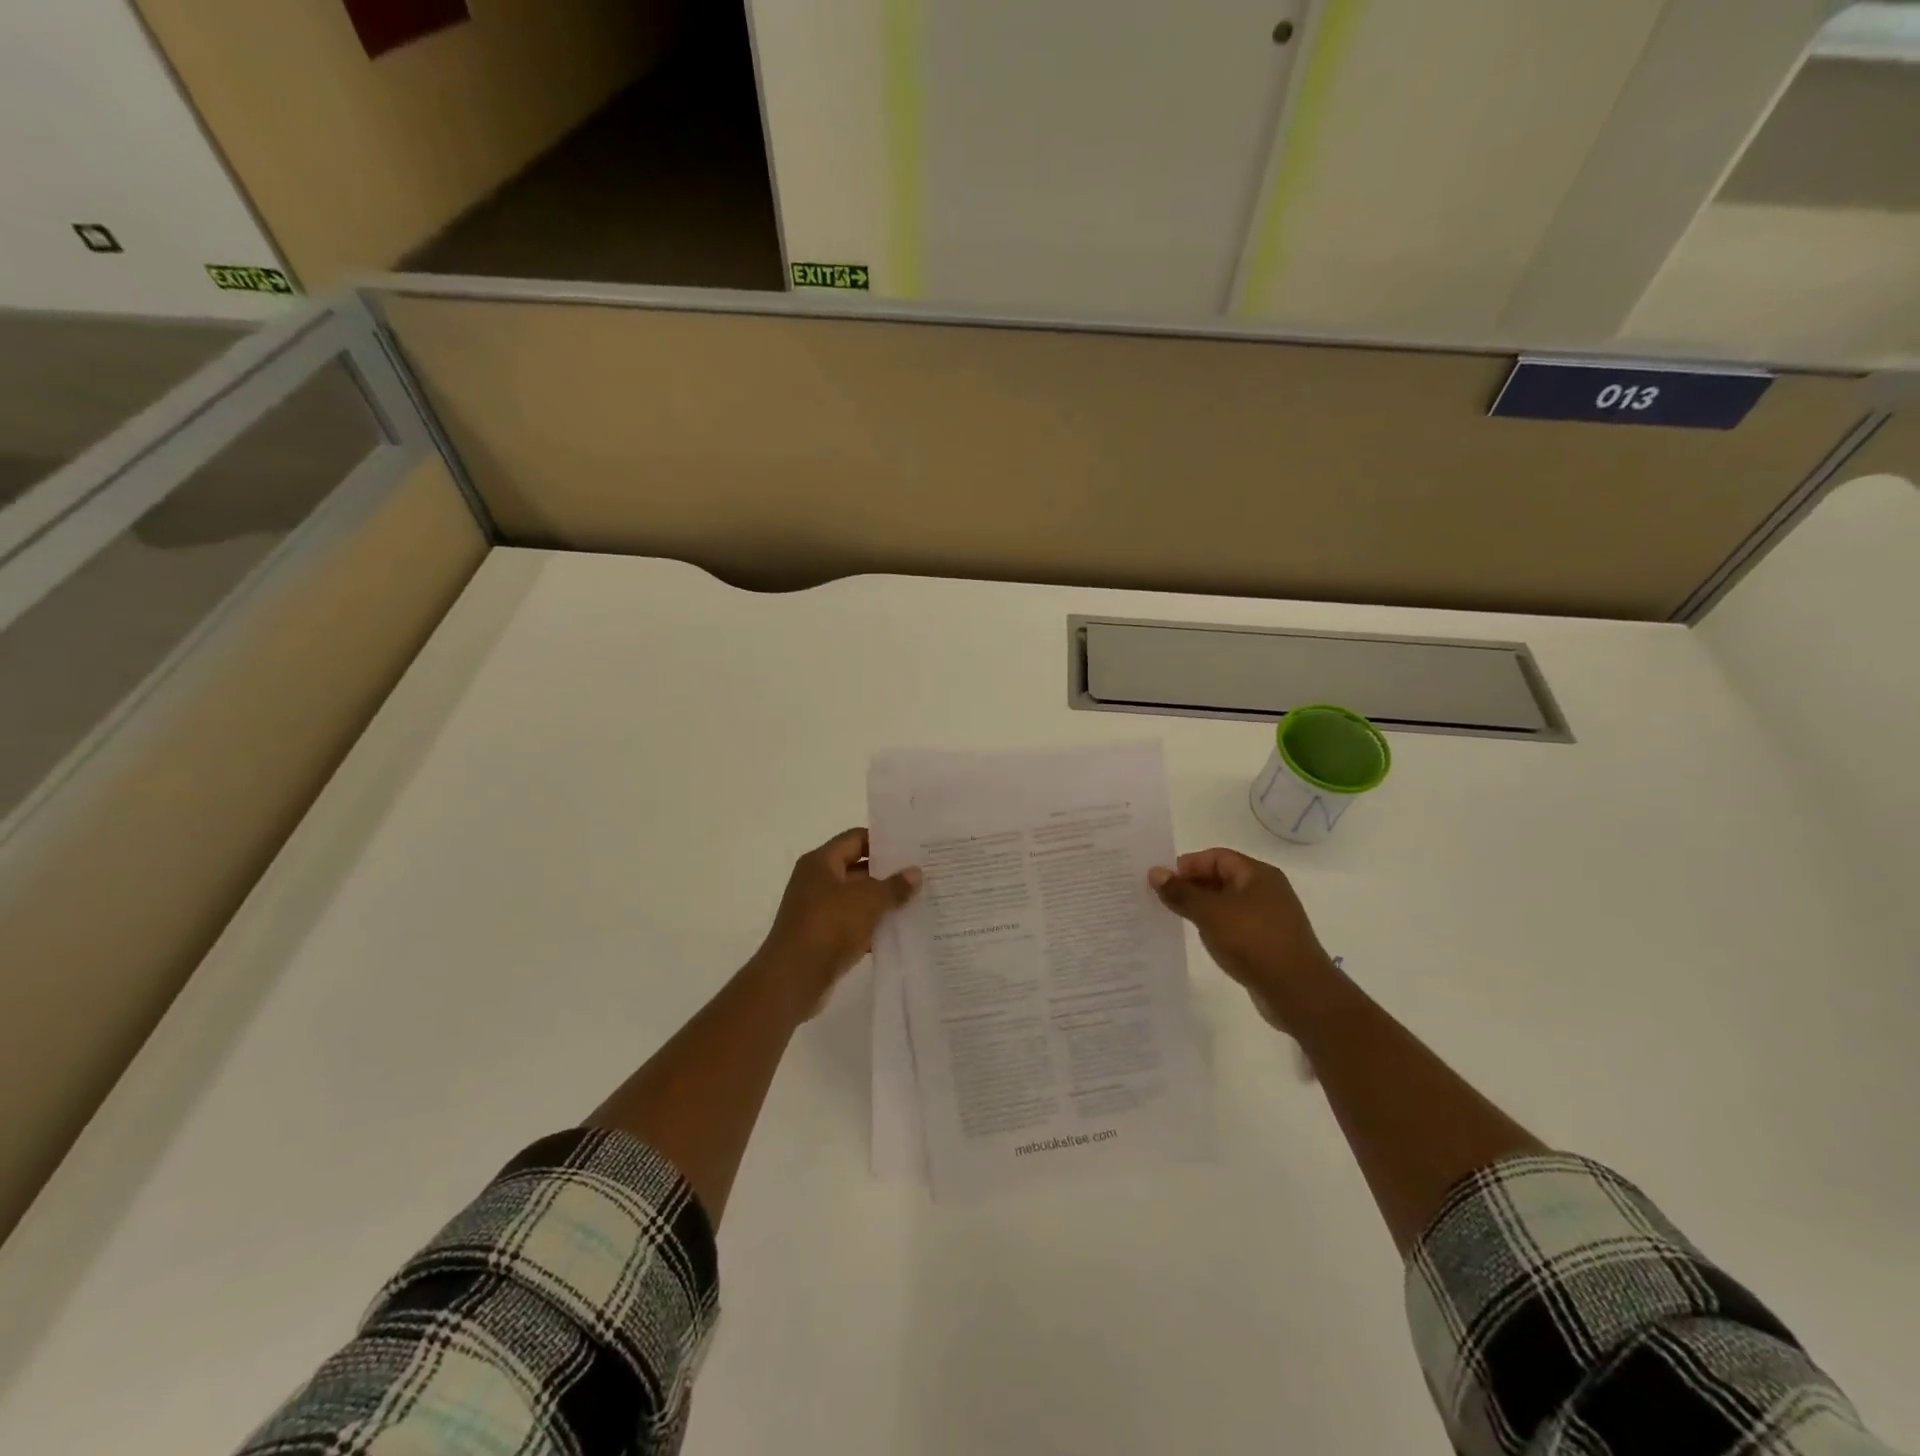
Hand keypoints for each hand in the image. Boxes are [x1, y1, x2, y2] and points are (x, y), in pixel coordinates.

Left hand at [754, 828, 920, 1019]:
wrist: (793, 979)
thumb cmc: (829, 926)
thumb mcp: (868, 901)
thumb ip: (894, 885)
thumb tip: (916, 872)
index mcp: (821, 862)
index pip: (856, 838)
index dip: (883, 842)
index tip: (912, 848)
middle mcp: (816, 882)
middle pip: (857, 868)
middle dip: (888, 874)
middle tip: (922, 875)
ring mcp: (818, 911)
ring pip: (857, 899)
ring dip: (883, 902)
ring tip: (918, 902)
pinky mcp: (822, 938)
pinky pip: (853, 925)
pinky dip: (873, 927)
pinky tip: (899, 932)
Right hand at [1150, 848, 1337, 1030]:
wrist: (1297, 990)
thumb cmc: (1252, 940)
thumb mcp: (1209, 912)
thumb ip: (1181, 892)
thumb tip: (1155, 873)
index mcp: (1257, 874)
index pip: (1217, 856)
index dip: (1189, 865)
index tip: (1164, 883)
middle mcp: (1267, 890)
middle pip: (1223, 877)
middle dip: (1193, 886)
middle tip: (1165, 900)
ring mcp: (1271, 917)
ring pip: (1229, 903)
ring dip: (1204, 908)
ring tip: (1179, 919)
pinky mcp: (1270, 942)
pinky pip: (1237, 925)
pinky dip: (1218, 927)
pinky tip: (1205, 939)